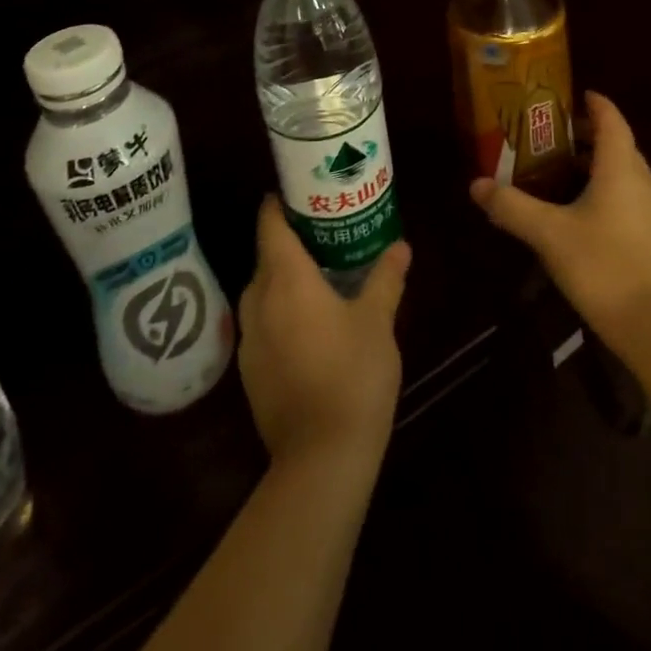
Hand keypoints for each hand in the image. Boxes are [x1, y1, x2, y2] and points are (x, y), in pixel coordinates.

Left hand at [237, 197, 411, 470]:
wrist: (321, 460)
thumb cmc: (352, 375)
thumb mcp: (377, 321)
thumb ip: (386, 278)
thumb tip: (401, 246)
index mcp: (285, 278)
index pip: (270, 223)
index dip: (280, 202)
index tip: (301, 190)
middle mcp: (258, 300)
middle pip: (266, 255)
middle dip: (290, 241)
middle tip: (325, 232)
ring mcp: (250, 338)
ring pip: (262, 290)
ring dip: (284, 278)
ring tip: (319, 274)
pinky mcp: (249, 370)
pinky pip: (262, 322)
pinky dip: (280, 311)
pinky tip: (308, 325)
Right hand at [471, 90, 650, 367]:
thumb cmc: (604, 268)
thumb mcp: (549, 235)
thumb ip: (512, 207)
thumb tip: (475, 184)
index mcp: (622, 170)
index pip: (612, 121)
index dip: (596, 105)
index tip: (580, 95)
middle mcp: (650, 184)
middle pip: (623, 149)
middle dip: (594, 141)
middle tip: (561, 144)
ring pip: (636, 181)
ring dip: (609, 174)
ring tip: (578, 184)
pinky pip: (647, 210)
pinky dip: (627, 204)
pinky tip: (612, 224)